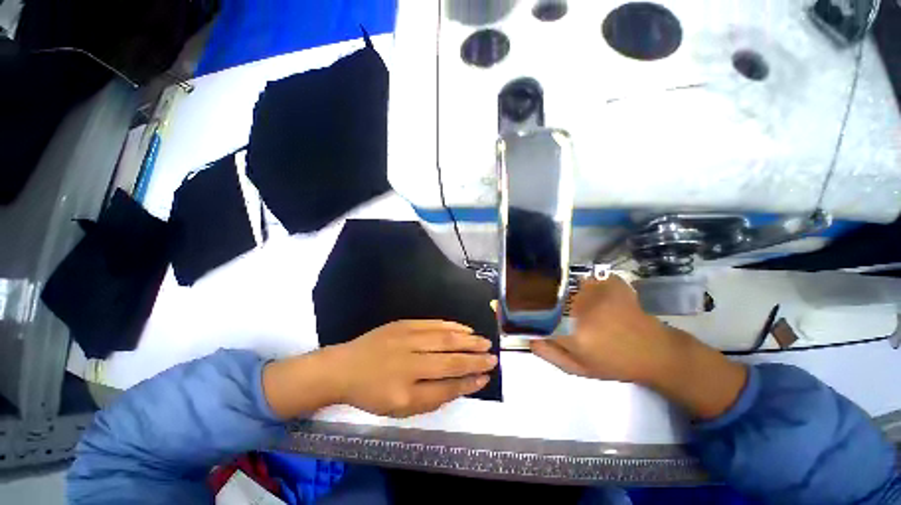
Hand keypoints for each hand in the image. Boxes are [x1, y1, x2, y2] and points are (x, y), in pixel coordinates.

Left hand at [328, 320, 496, 417]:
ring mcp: (407, 339)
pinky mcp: (404, 324)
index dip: (469, 382)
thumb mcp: (400, 408)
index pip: (447, 386)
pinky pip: (434, 323)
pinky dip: (452, 325)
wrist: (345, 367)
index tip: (486, 377)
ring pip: (445, 338)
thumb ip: (433, 397)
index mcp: (406, 391)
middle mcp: (409, 363)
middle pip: (450, 360)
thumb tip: (462, 384)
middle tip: (493, 357)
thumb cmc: (373, 393)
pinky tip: (465, 328)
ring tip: (484, 342)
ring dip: (468, 340)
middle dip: (475, 359)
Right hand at [530, 275, 680, 384]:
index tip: (534, 318)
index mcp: (574, 333)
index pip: (539, 317)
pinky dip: (585, 286)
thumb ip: (551, 354)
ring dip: (568, 296)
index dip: (533, 316)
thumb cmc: (614, 363)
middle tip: (562, 316)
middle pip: (551, 299)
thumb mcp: (579, 368)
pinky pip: (585, 279)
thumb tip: (529, 337)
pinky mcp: (609, 282)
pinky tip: (593, 298)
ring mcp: (597, 292)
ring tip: (581, 308)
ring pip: (567, 288)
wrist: (654, 351)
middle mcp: (582, 309)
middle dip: (551, 306)